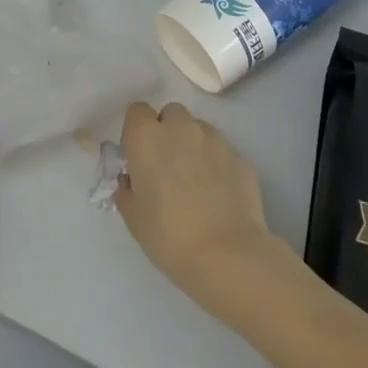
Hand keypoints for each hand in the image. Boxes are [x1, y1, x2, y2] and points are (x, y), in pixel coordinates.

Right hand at [116, 101, 280, 297]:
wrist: (228, 255)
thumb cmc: (170, 235)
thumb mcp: (134, 219)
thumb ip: (127, 191)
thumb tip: (131, 182)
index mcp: (146, 137)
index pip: (137, 111)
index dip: (137, 131)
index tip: (139, 157)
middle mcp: (180, 128)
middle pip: (171, 114)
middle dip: (168, 131)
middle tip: (167, 166)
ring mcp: (214, 140)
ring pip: (199, 129)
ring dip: (193, 144)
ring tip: (197, 180)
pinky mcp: (240, 157)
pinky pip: (222, 151)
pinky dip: (217, 164)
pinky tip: (219, 194)